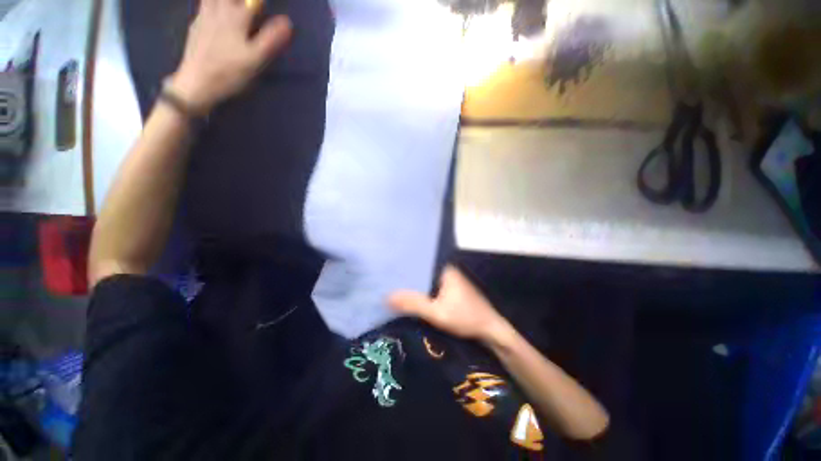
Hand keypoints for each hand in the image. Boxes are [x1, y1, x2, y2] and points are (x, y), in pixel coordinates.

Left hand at [168, 0, 292, 113]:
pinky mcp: (195, 26)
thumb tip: (287, 21)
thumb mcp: (255, 59)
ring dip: (226, 2)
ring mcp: (204, 17)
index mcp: (236, 16)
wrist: (197, 83)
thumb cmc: (229, 72)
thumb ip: (271, 39)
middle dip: (243, 2)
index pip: (252, 1)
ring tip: (235, 10)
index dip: (259, 4)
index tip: (264, 9)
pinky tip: (216, 13)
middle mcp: (218, 10)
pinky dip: (212, 5)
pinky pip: (204, 6)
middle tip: (251, 9)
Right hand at [388, 266, 511, 342]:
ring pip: (426, 281)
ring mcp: (450, 281)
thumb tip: (387, 296)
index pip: (419, 262)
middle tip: (386, 282)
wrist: (491, 331)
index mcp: (444, 269)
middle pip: (422, 272)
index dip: (403, 267)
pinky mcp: (451, 291)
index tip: (387, 271)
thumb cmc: (466, 318)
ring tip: (393, 289)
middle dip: (406, 278)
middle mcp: (447, 271)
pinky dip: (422, 293)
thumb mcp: (437, 313)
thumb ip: (413, 305)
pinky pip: (432, 289)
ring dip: (414, 287)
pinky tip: (411, 299)